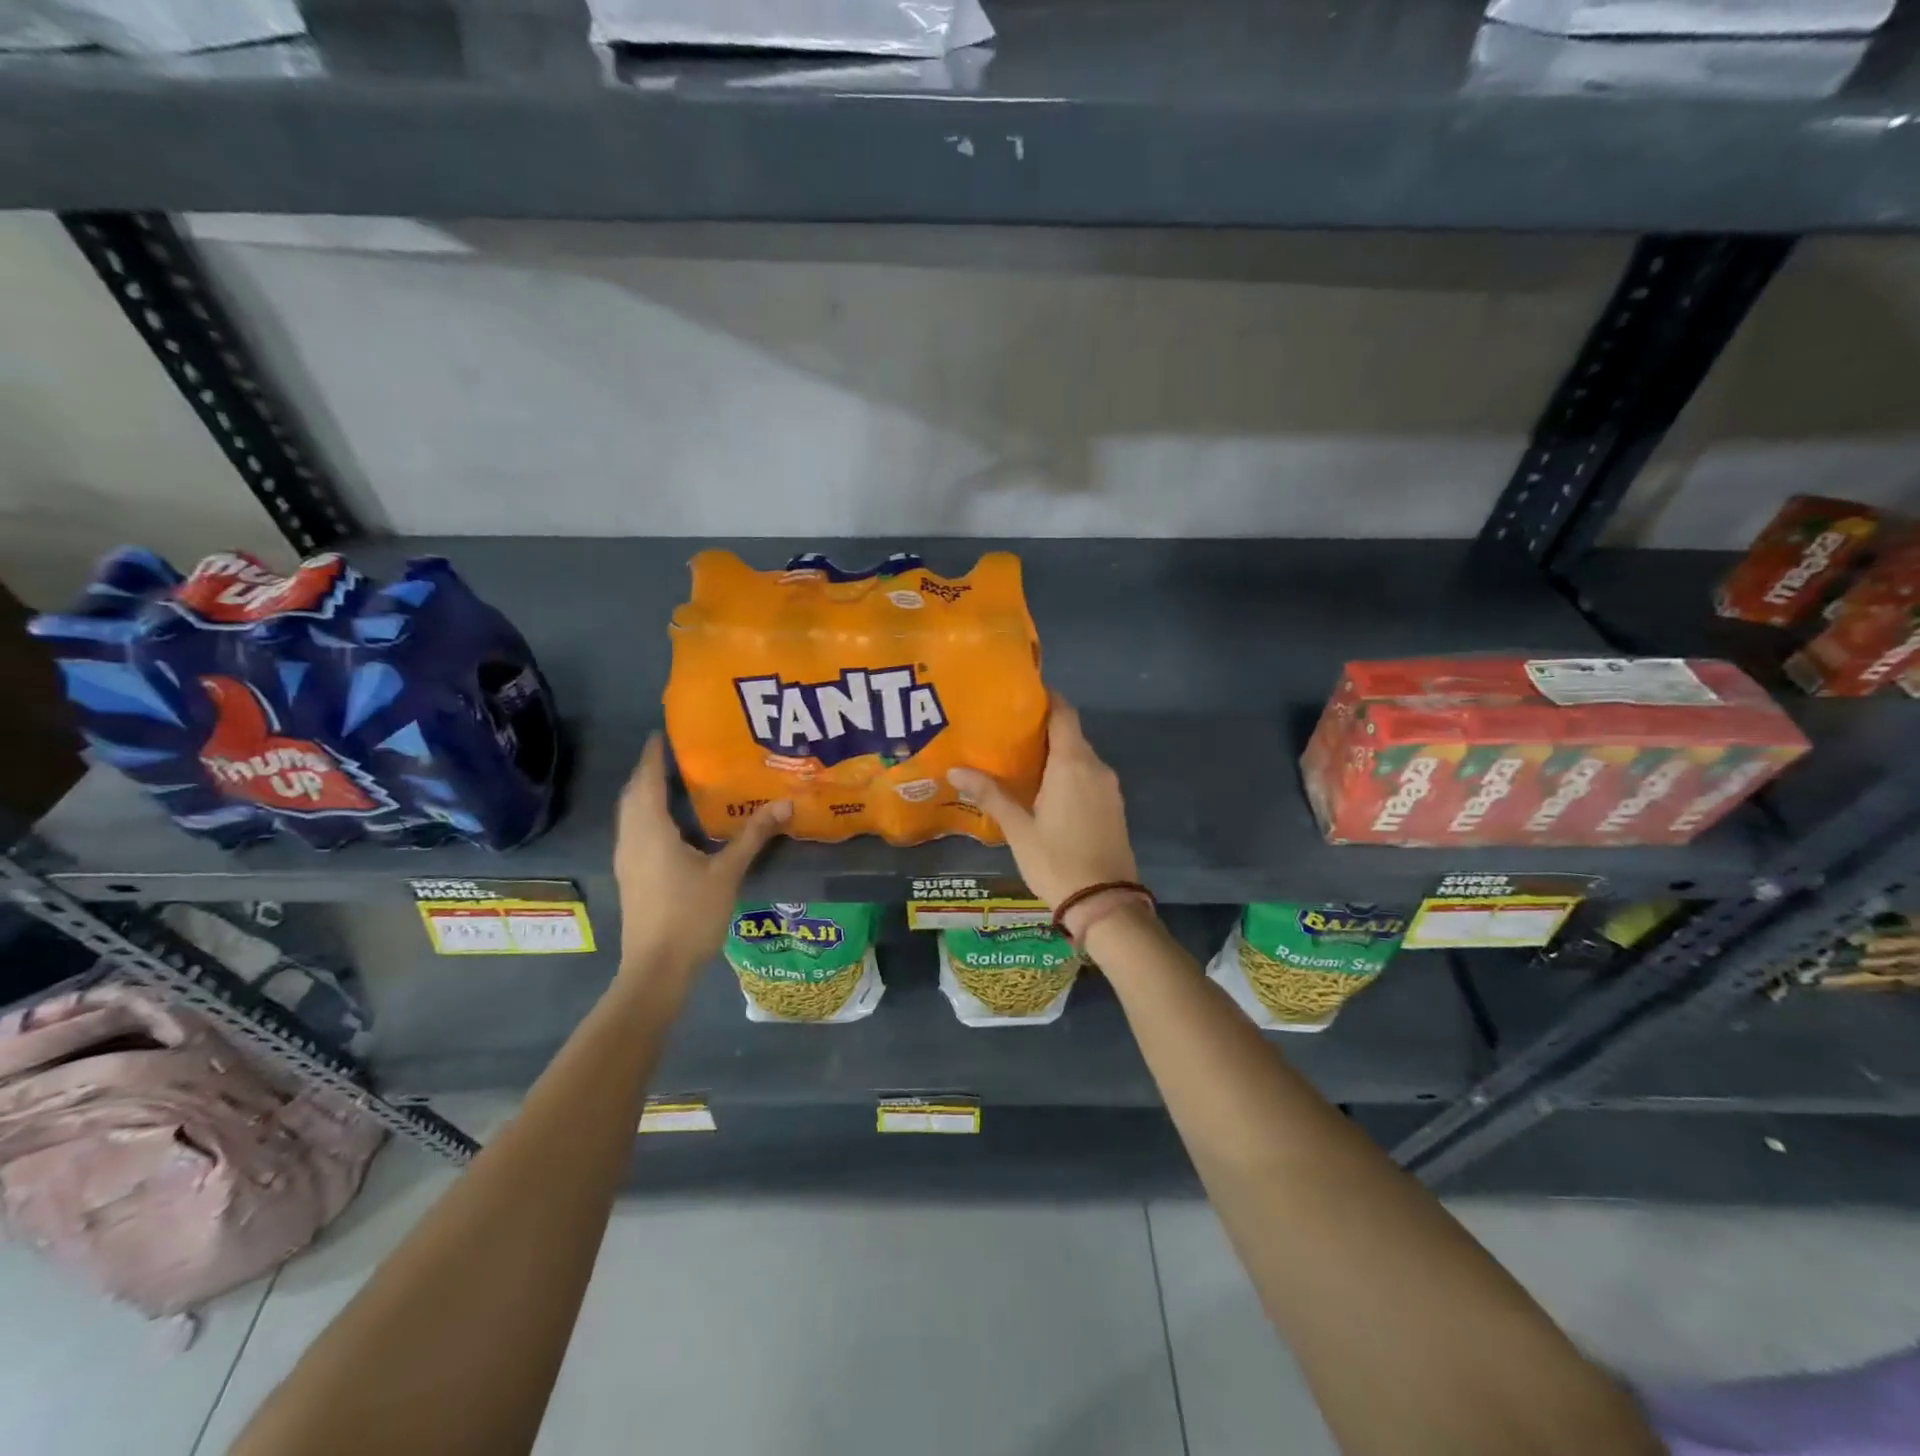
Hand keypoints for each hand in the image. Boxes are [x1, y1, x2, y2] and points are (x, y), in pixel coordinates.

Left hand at [613, 734, 789, 975]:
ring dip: (646, 793)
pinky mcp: (631, 876)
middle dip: (650, 771)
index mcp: (651, 830)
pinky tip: (673, 822)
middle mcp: (631, 838)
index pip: (647, 780)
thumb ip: (753, 836)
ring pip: (631, 814)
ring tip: (676, 780)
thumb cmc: (690, 916)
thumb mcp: (727, 873)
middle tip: (677, 754)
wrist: (656, 969)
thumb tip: (785, 805)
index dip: (654, 755)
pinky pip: (634, 830)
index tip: (664, 732)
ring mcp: (627, 859)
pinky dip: (647, 814)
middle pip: (633, 794)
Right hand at [948, 693, 1137, 909]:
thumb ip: (991, 795)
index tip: (1020, 696)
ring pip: (1080, 756)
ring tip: (1020, 759)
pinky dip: (1068, 773)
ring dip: (1055, 753)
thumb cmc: (1057, 861)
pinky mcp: (1114, 807)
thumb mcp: (1018, 829)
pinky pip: (1088, 776)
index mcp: (1073, 764)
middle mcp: (1096, 767)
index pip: (1063, 713)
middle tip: (1006, 731)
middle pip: (1070, 734)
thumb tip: (955, 770)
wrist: (1105, 904)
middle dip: (1042, 728)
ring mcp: (1109, 788)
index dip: (1046, 699)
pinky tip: (1044, 788)